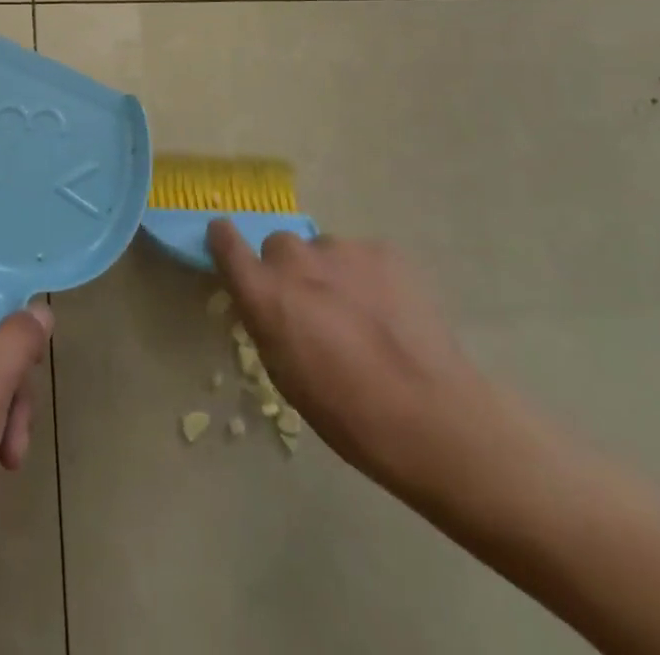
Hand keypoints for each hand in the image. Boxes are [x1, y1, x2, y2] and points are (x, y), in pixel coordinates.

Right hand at [207, 221, 495, 498]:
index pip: (224, 240)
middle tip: (314, 307)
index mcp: (265, 293)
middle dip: (289, 270)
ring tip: (362, 316)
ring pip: (324, 251)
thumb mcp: (285, 375)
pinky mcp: (384, 250)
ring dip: (331, 274)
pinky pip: (363, 256)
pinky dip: (368, 277)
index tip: (228, 245)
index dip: (225, 240)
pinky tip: (390, 314)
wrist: (434, 419)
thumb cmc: (348, 415)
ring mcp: (343, 250)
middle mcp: (296, 259)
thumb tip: (265, 300)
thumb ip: (266, 322)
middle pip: (280, 246)